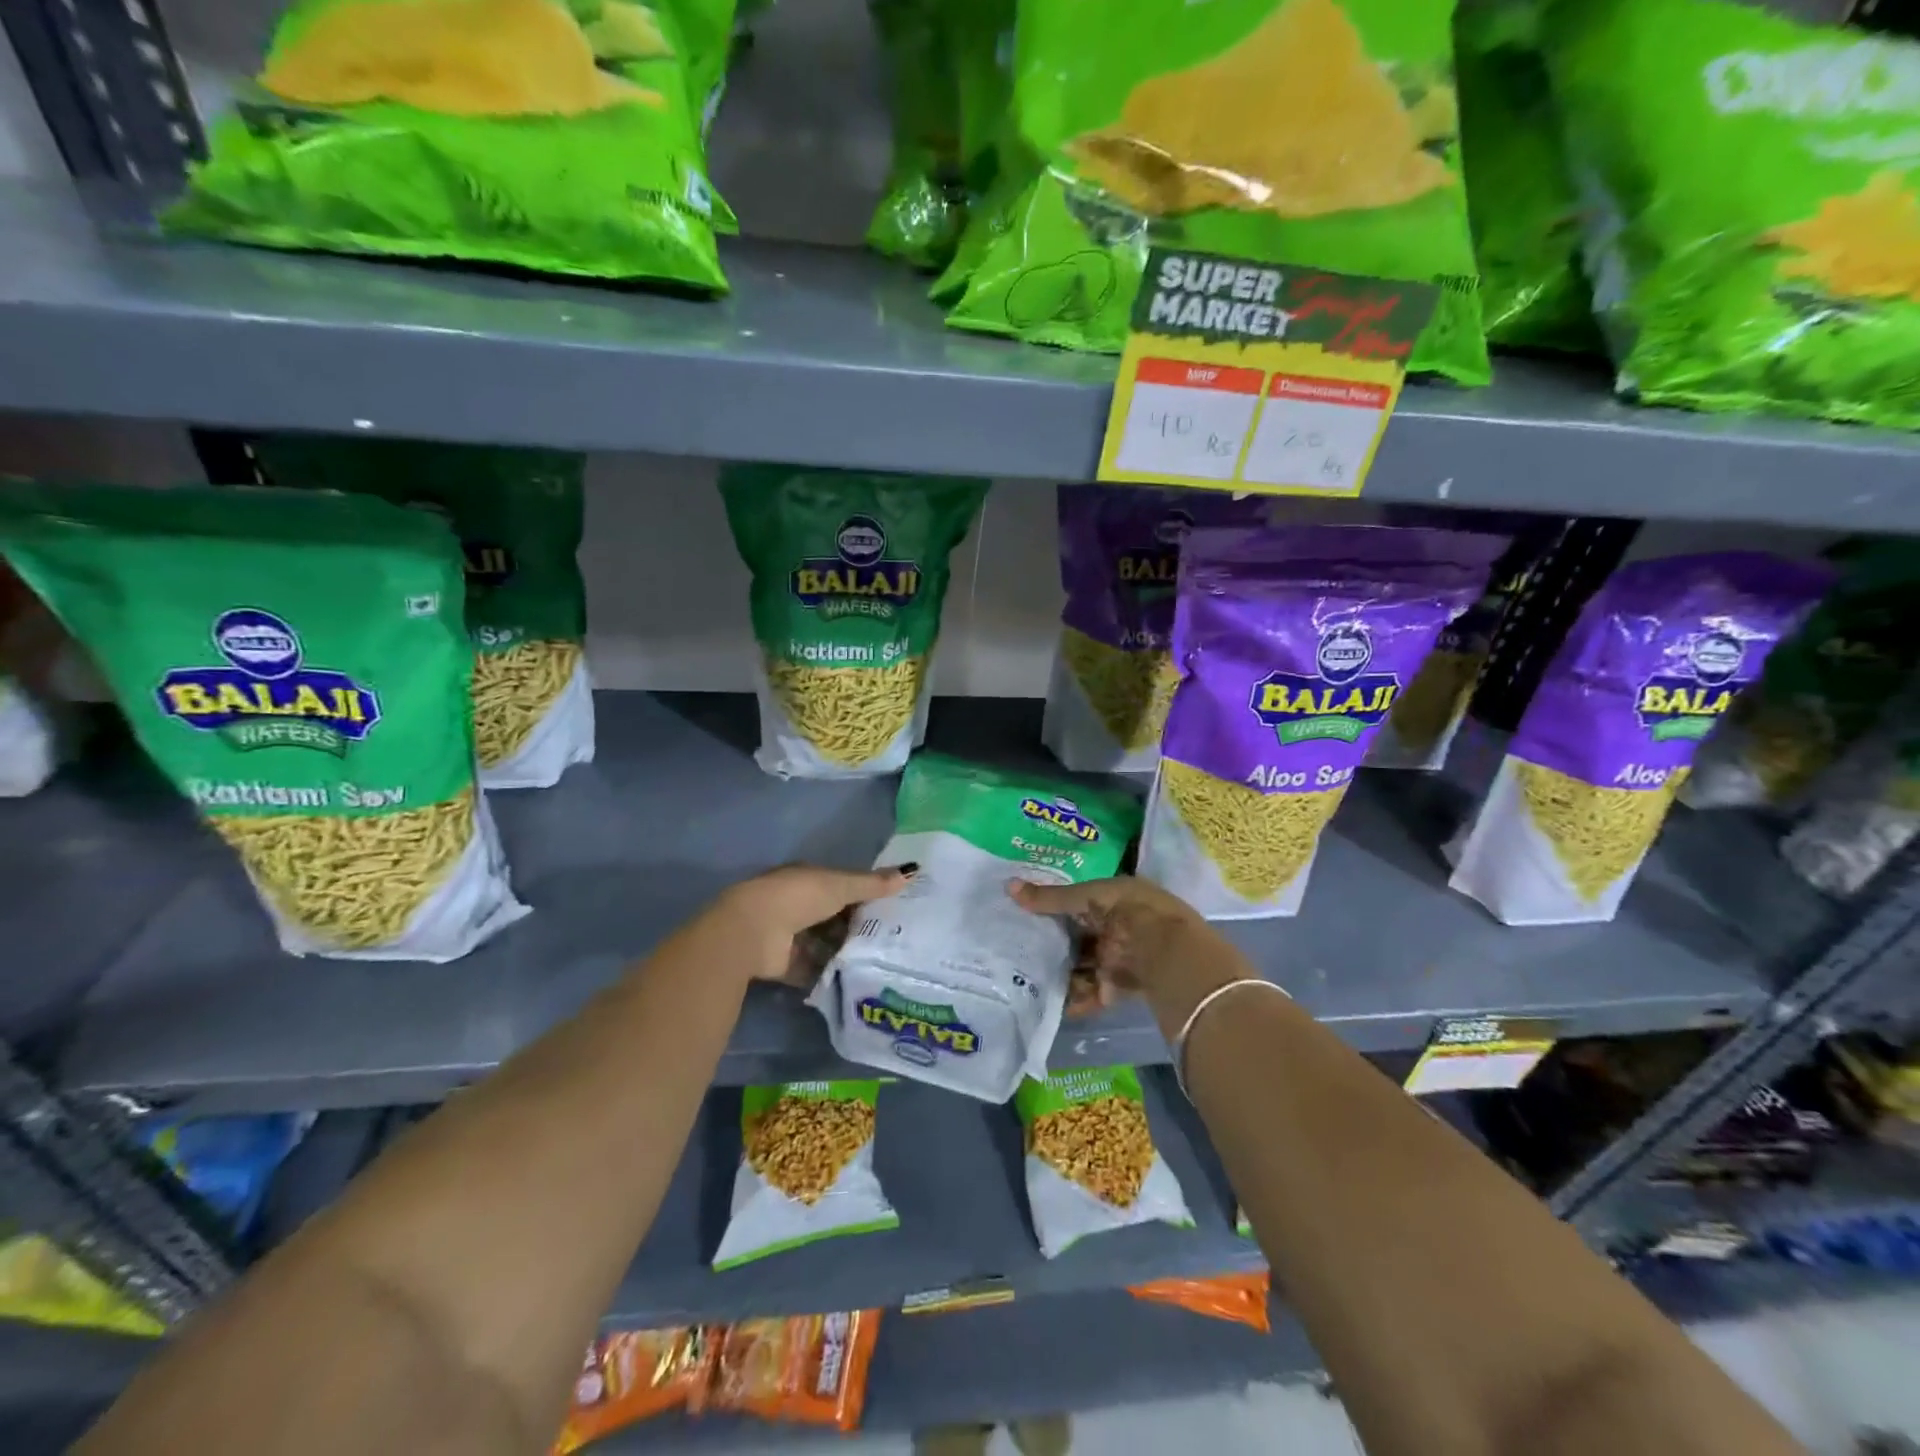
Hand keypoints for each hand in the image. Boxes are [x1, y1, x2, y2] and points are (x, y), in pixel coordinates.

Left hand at [712, 863, 910, 984]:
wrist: (753, 932)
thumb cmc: (799, 897)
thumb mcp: (841, 886)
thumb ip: (874, 884)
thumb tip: (912, 871)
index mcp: (806, 879)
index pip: (839, 885)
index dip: (863, 894)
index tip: (891, 907)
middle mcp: (796, 905)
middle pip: (832, 915)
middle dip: (856, 925)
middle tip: (892, 938)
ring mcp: (788, 935)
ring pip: (823, 942)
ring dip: (843, 950)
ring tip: (879, 961)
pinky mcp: (783, 963)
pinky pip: (812, 968)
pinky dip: (828, 973)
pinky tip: (854, 979)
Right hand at [1006, 875, 1208, 1015]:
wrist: (1168, 951)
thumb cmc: (1128, 911)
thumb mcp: (1086, 897)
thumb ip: (1049, 898)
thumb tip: (1008, 886)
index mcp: (1113, 899)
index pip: (1077, 903)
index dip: (1052, 909)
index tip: (1023, 917)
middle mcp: (1116, 927)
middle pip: (1078, 938)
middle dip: (1053, 946)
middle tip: (1018, 951)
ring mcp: (1118, 957)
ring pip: (1082, 966)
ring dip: (1061, 974)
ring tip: (1027, 980)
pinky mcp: (1119, 986)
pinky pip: (1092, 992)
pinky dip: (1076, 999)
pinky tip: (1053, 1005)